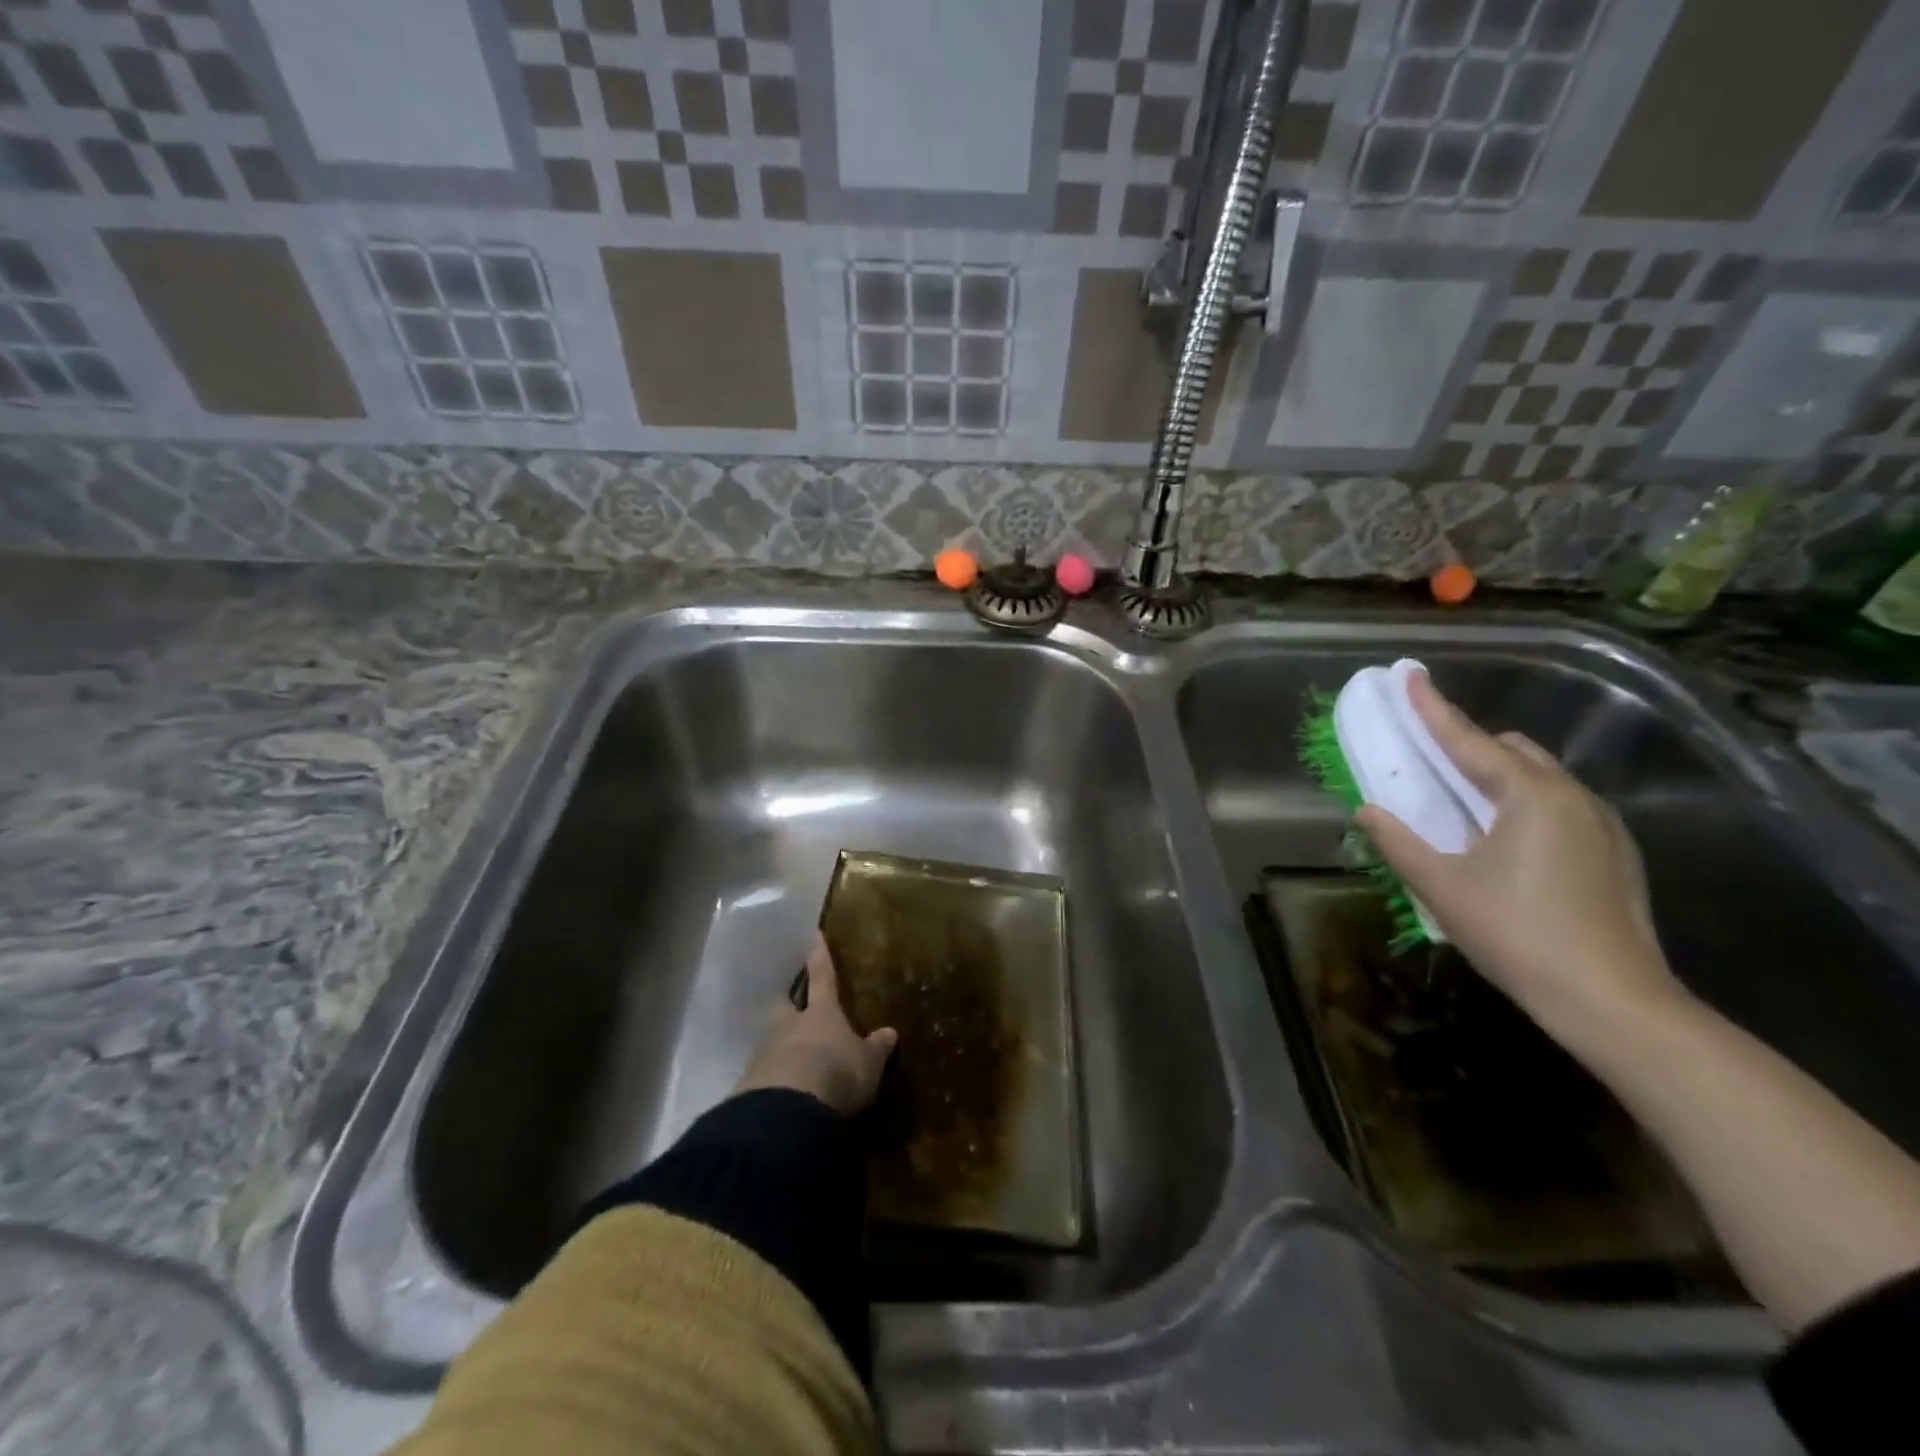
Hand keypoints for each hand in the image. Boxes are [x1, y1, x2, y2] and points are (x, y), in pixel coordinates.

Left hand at [736, 934, 897, 1114]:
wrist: (788, 1110)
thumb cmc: (837, 1072)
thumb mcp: (867, 1063)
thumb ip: (875, 1048)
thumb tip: (890, 1032)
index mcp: (821, 1012)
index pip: (822, 976)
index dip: (819, 956)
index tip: (814, 935)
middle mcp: (789, 1024)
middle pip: (785, 1006)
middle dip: (789, 1005)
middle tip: (792, 1007)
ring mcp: (765, 1052)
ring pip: (772, 1040)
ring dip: (781, 1047)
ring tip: (793, 1061)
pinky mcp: (750, 1083)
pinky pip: (764, 1074)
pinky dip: (772, 1079)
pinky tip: (780, 1094)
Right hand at [1355, 671, 1686, 1050]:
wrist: (1612, 1002)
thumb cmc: (1516, 934)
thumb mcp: (1442, 886)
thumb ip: (1399, 841)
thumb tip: (1368, 810)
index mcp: (1530, 796)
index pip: (1469, 740)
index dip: (1433, 709)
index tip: (1409, 676)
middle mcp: (1572, 797)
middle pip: (1512, 751)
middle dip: (1469, 744)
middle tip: (1429, 757)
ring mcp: (1602, 825)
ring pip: (1540, 778)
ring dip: (1497, 777)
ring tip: (1462, 804)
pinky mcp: (1615, 855)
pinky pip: (1559, 807)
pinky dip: (1523, 805)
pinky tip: (1504, 843)